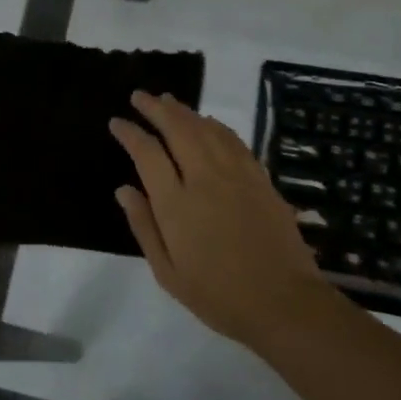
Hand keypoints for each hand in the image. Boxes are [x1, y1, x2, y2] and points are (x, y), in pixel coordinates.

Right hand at [109, 91, 334, 354]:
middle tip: (139, 96)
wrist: (283, 303)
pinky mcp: (260, 178)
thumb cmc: (218, 295)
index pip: (147, 153)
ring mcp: (236, 175)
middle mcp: (205, 179)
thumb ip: (144, 226)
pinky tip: (207, 121)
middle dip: (155, 108)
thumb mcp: (168, 273)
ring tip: (167, 100)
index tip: (117, 122)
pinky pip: (233, 140)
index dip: (130, 133)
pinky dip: (215, 124)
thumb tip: (123, 189)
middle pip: (178, 129)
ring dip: (184, 110)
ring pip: (206, 128)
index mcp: (177, 204)